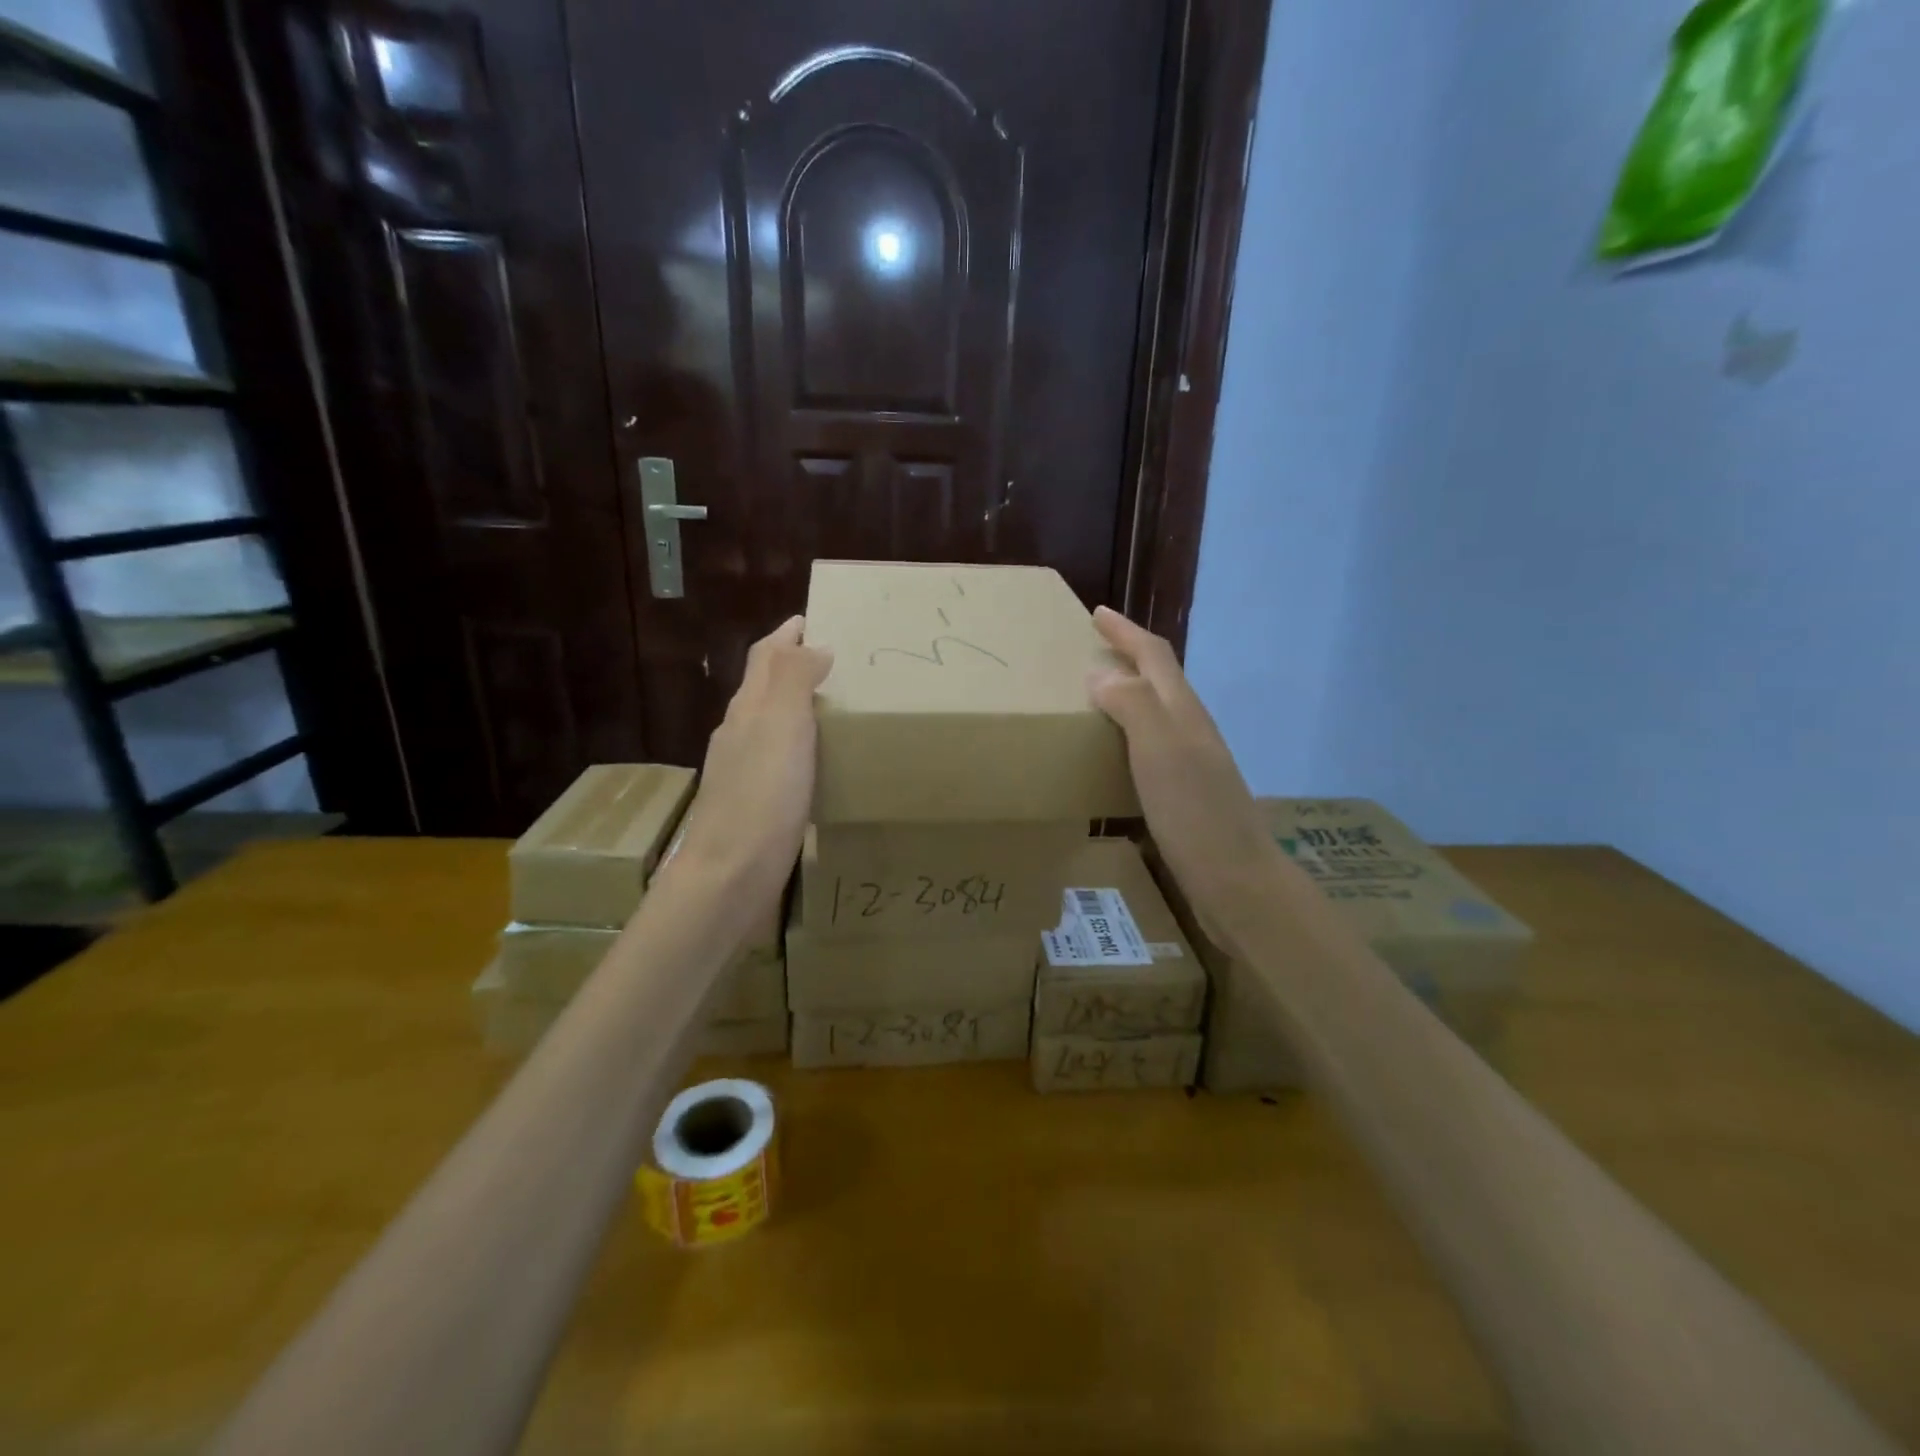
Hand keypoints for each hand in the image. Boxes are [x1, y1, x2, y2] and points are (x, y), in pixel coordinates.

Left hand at [665, 617, 831, 911]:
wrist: (730, 876)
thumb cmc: (761, 797)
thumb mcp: (780, 726)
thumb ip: (793, 679)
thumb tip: (813, 645)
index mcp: (747, 709)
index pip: (764, 657)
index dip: (786, 635)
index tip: (812, 619)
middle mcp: (739, 733)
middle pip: (763, 686)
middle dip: (793, 665)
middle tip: (835, 660)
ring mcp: (743, 771)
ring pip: (770, 723)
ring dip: (796, 706)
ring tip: (835, 705)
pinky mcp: (755, 803)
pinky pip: (780, 758)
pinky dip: (799, 745)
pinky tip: (818, 762)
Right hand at [1087, 606, 1286, 939]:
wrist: (1236, 880)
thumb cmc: (1194, 811)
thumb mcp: (1160, 749)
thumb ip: (1132, 704)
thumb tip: (1101, 673)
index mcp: (1183, 712)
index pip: (1154, 656)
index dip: (1126, 632)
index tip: (1097, 613)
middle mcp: (1190, 730)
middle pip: (1159, 680)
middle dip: (1128, 657)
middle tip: (1090, 650)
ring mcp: (1191, 763)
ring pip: (1156, 713)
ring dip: (1127, 695)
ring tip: (1092, 696)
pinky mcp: (1185, 794)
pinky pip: (1151, 747)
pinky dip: (1128, 735)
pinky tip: (1113, 753)